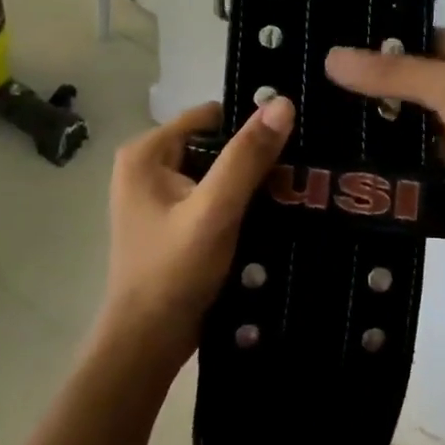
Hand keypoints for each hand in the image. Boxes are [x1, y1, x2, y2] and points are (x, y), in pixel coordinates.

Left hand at [101, 96, 294, 368]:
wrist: (148, 342)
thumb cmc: (174, 271)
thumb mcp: (215, 210)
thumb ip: (247, 157)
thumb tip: (283, 103)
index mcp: (146, 153)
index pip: (211, 117)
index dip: (250, 126)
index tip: (293, 141)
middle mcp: (147, 167)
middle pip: (215, 144)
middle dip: (253, 158)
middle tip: (298, 172)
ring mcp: (158, 197)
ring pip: (217, 173)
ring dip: (250, 183)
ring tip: (293, 192)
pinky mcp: (172, 222)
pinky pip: (213, 197)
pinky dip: (239, 204)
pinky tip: (271, 215)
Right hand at [325, 30, 444, 255]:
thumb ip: (396, 73)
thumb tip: (333, 57)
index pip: (427, 39)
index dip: (386, 40)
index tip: (336, 43)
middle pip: (414, 80)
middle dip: (374, 82)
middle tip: (316, 79)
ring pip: (410, 120)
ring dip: (376, 119)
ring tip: (318, 112)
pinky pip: (411, 155)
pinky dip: (386, 154)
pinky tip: (345, 150)